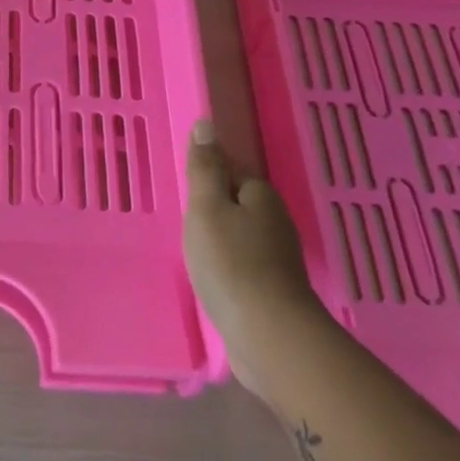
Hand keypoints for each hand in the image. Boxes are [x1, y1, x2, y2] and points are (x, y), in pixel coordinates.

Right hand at [182, 120, 327, 390]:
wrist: (269, 336)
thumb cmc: (231, 264)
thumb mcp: (206, 208)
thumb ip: (204, 168)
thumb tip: (206, 124)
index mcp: (260, 196)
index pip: (231, 171)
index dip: (206, 177)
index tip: (183, 191)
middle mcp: (275, 222)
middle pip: (237, 203)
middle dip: (212, 208)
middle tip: (181, 219)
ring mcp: (278, 259)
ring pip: (241, 235)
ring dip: (219, 238)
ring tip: (191, 249)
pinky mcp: (274, 290)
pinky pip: (243, 264)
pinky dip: (227, 266)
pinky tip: (211, 278)